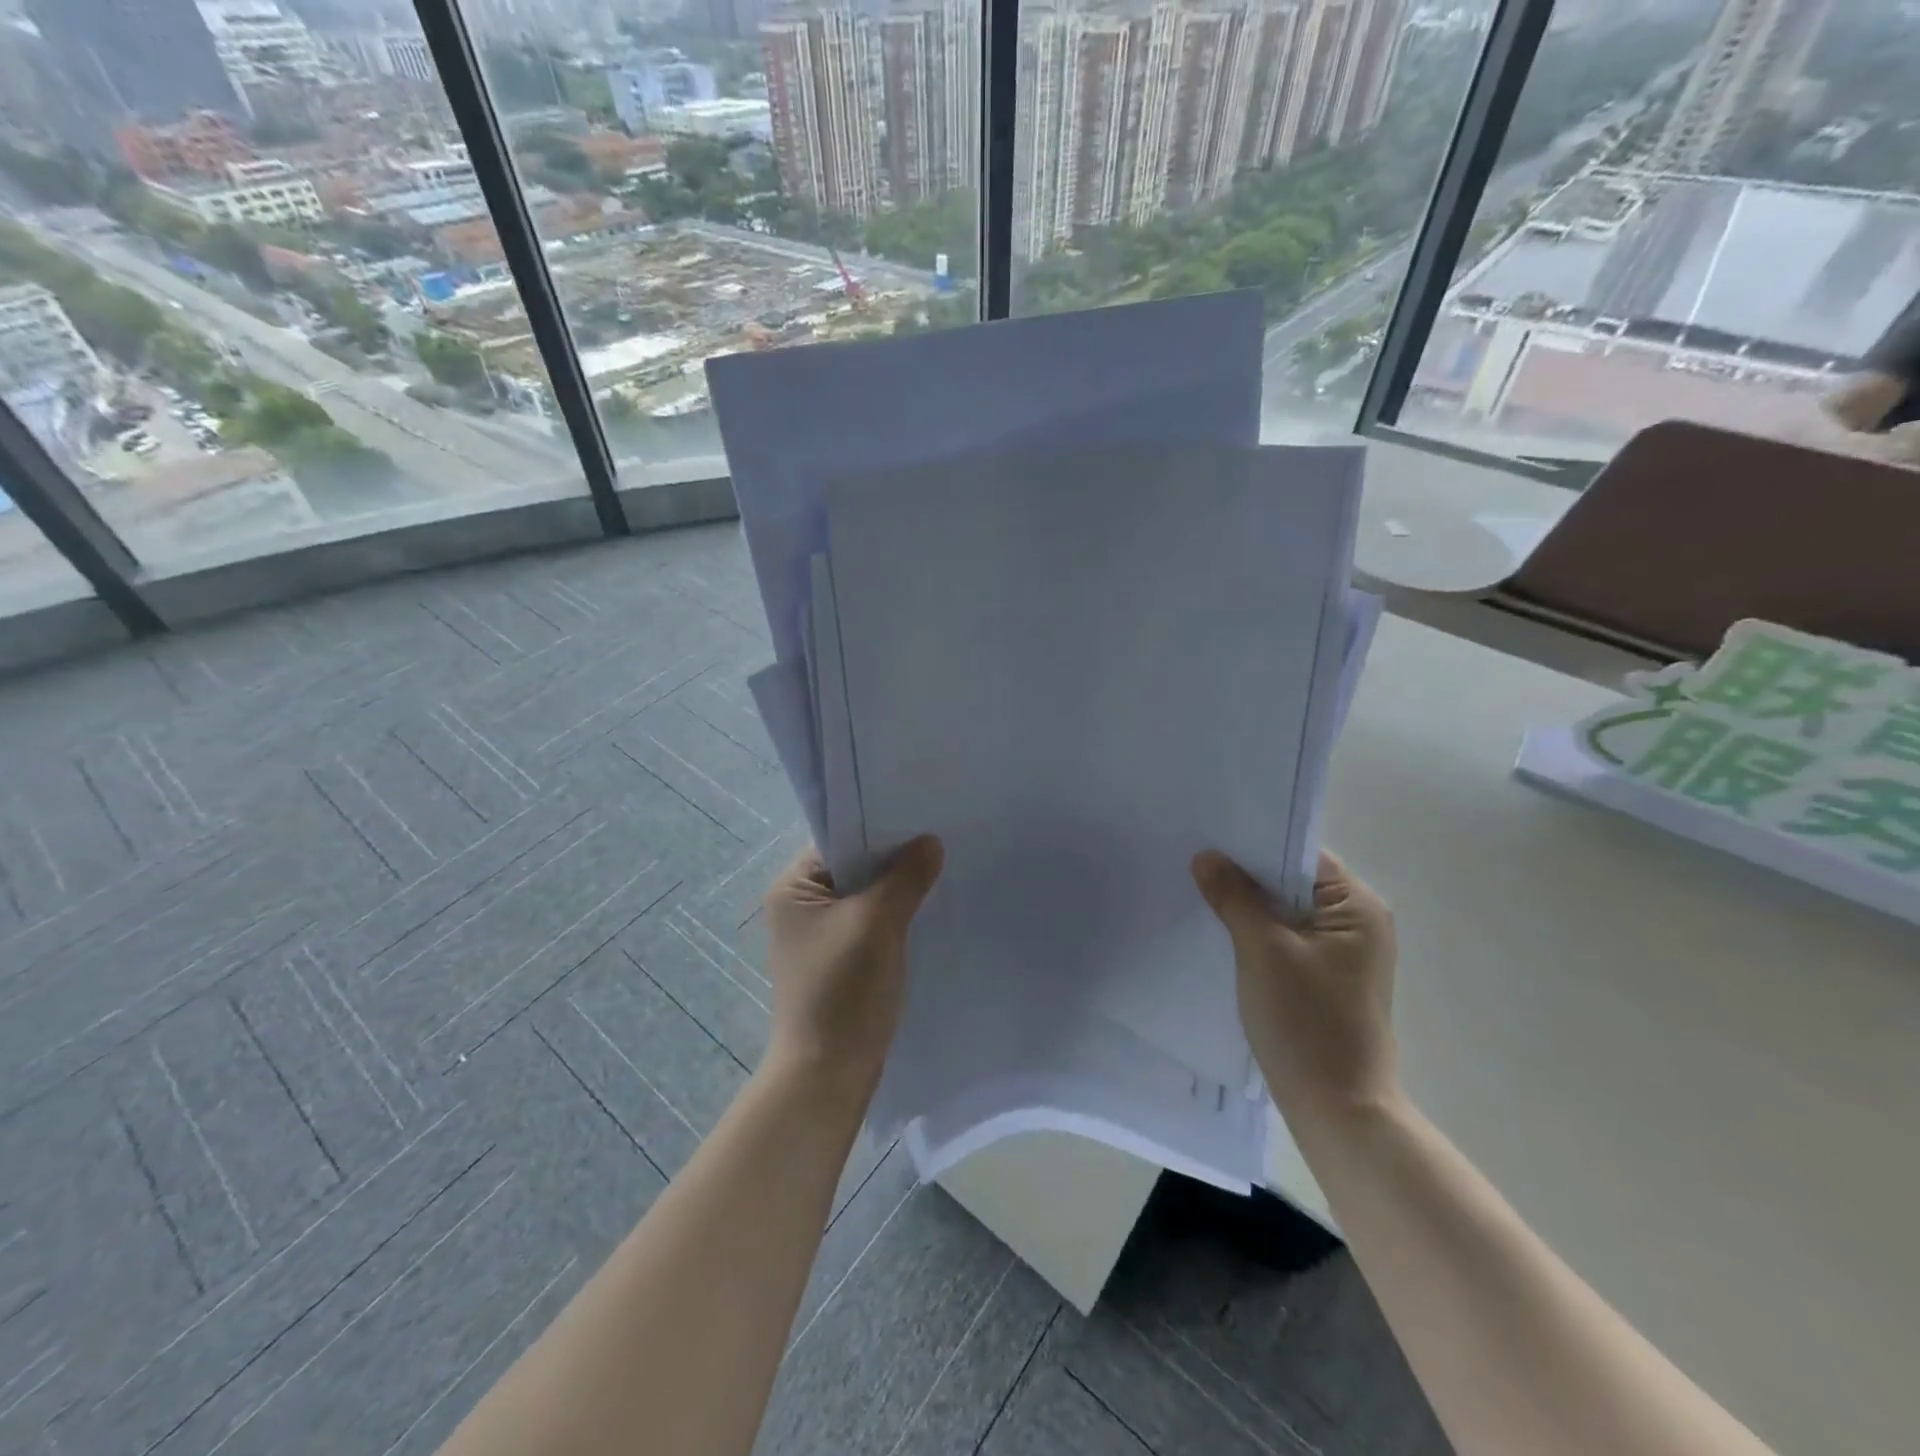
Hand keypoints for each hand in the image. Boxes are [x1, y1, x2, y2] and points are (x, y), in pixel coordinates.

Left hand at [762, 837, 943, 1093]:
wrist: (829, 1073)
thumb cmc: (844, 990)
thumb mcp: (877, 924)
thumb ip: (905, 877)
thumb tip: (930, 841)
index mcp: (793, 888)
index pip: (839, 839)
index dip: (880, 828)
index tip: (922, 818)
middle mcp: (801, 905)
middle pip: (855, 866)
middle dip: (894, 859)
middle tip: (940, 843)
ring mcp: (821, 934)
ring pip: (867, 895)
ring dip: (898, 889)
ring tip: (940, 872)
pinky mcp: (841, 958)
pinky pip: (872, 921)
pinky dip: (896, 916)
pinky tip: (927, 910)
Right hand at [1192, 850, 1399, 1127]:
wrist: (1337, 1108)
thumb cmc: (1305, 1021)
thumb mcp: (1262, 949)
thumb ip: (1234, 896)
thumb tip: (1206, 856)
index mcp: (1358, 906)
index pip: (1302, 855)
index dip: (1256, 844)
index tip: (1210, 837)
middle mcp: (1360, 922)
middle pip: (1294, 881)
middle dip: (1247, 874)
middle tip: (1196, 861)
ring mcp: (1346, 953)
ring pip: (1288, 911)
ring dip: (1251, 905)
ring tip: (1202, 891)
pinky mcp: (1329, 978)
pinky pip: (1289, 938)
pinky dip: (1259, 932)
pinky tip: (1224, 931)